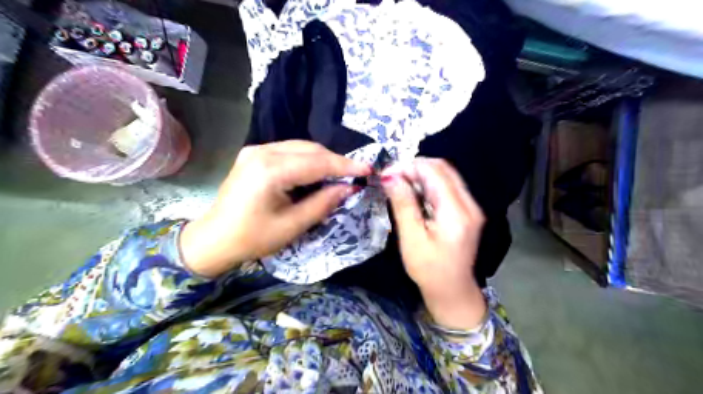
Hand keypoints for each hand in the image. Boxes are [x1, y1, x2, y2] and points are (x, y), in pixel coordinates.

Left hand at [179, 141, 369, 277]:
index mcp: (270, 170)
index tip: (368, 169)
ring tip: (338, 176)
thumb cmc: (253, 238)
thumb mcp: (293, 225)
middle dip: (335, 161)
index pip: (318, 162)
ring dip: (322, 160)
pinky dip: (307, 160)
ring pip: (301, 147)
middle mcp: (262, 152)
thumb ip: (323, 203)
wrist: (214, 239)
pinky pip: (289, 151)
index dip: (345, 165)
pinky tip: (315, 174)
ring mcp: (255, 150)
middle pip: (310, 149)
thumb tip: (349, 187)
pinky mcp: (254, 154)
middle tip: (354, 175)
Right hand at [382, 159, 485, 329]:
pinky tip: (414, 192)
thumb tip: (390, 176)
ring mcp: (471, 206)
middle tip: (391, 178)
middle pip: (443, 168)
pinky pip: (448, 186)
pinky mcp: (467, 210)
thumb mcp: (412, 238)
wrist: (452, 290)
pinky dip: (428, 183)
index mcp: (456, 212)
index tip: (386, 174)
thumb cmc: (428, 269)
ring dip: (421, 174)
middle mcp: (469, 204)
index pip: (434, 172)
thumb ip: (403, 204)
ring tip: (399, 183)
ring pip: (446, 174)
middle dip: (415, 167)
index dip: (409, 166)